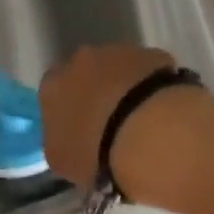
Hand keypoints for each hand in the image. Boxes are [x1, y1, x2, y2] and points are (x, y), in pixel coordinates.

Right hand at [39, 44, 189, 189]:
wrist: (147, 131)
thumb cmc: (94, 149)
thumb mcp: (61, 160)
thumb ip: (59, 143)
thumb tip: (70, 141)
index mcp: (52, 86)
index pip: (53, 94)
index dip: (67, 112)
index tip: (80, 132)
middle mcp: (80, 60)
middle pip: (84, 74)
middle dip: (94, 94)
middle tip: (110, 124)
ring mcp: (118, 52)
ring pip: (117, 69)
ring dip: (124, 88)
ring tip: (139, 120)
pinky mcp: (153, 54)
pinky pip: (149, 70)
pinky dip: (151, 87)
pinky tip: (161, 111)